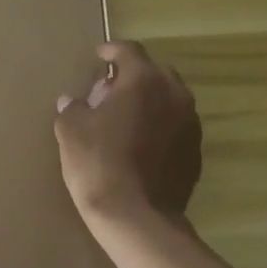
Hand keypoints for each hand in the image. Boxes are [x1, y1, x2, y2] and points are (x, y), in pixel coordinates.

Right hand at [54, 41, 201, 224]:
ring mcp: (190, 124)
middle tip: (109, 91)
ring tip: (126, 118)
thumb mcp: (71, 131)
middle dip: (132, 76)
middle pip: (154, 73)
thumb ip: (72, 109)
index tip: (98, 56)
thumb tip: (71, 102)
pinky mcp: (195, 152)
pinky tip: (141, 145)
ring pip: (169, 100)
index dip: (111, 50)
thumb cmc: (98, 164)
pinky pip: (175, 128)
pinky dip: (159, 128)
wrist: (137, 216)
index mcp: (144, 80)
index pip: (128, 51)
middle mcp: (175, 94)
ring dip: (149, 103)